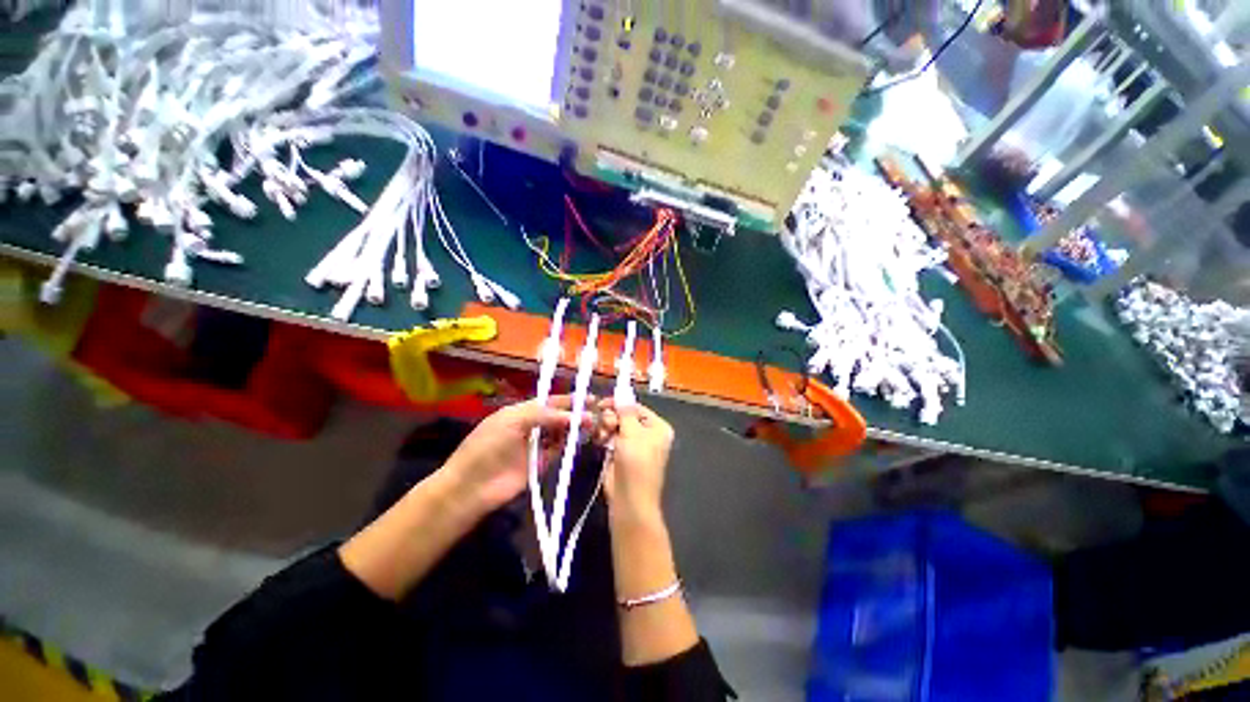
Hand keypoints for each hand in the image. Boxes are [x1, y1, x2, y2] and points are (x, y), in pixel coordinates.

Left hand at [443, 395, 586, 513]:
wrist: (472, 487)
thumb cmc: (488, 446)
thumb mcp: (512, 421)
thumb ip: (543, 414)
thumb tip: (572, 415)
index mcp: (521, 412)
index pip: (549, 401)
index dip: (568, 399)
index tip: (588, 398)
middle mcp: (531, 426)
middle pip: (558, 416)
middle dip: (575, 413)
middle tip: (594, 413)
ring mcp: (536, 445)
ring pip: (561, 432)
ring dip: (574, 428)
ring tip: (591, 425)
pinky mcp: (541, 464)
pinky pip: (559, 450)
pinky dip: (570, 444)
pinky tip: (580, 439)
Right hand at [598, 402, 673, 523]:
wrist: (630, 499)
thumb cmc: (636, 462)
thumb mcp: (632, 433)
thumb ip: (625, 412)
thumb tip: (622, 394)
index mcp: (657, 427)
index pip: (636, 407)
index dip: (620, 404)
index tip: (603, 402)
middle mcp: (647, 434)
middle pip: (624, 415)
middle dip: (612, 417)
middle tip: (606, 425)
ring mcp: (632, 444)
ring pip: (615, 425)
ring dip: (606, 427)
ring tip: (602, 436)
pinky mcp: (619, 453)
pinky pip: (610, 437)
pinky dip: (603, 437)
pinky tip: (599, 441)